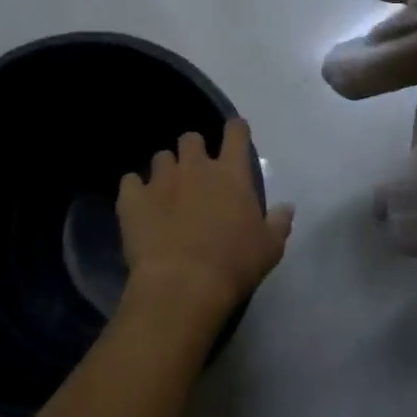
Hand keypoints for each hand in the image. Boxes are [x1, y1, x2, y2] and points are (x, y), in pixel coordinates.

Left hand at [117, 119, 292, 335]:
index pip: (236, 133)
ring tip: (165, 192)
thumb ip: (279, 222)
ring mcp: (160, 180)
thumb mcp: (269, 248)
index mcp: (231, 173)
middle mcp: (195, 167)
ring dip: (165, 170)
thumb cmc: (233, 265)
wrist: (182, 285)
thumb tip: (287, 207)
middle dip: (193, 150)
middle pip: (191, 138)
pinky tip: (138, 206)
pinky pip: (129, 182)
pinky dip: (134, 190)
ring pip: (160, 157)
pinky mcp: (132, 199)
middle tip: (196, 172)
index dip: (236, 130)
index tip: (235, 134)